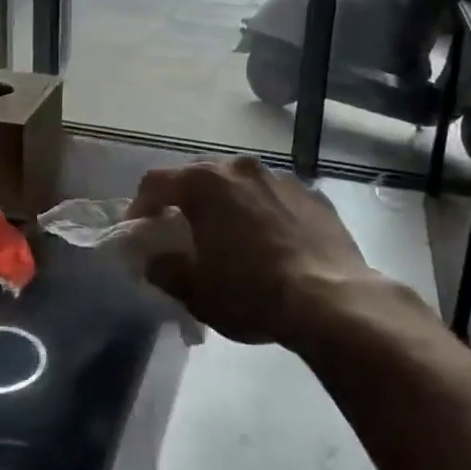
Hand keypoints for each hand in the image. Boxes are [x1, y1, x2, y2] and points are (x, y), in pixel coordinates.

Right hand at [127, 156, 378, 347]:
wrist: (332, 300)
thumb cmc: (252, 292)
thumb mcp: (196, 291)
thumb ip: (164, 269)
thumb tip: (153, 260)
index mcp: (205, 183)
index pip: (156, 182)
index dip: (140, 205)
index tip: (138, 231)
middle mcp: (240, 169)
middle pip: (199, 176)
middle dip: (185, 201)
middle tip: (181, 231)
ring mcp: (280, 178)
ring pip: (240, 184)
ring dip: (227, 204)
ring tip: (230, 237)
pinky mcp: (313, 195)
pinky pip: (275, 198)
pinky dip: (263, 213)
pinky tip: (270, 243)